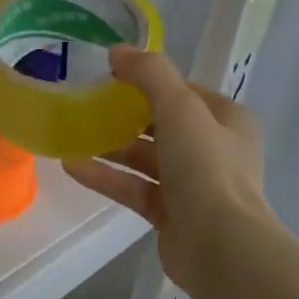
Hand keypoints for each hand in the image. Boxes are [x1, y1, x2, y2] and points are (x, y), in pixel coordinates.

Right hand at [62, 47, 268, 290]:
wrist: (222, 248)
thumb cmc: (207, 167)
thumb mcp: (180, 108)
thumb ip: (150, 74)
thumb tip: (117, 51)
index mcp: (227, 119)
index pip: (183, 91)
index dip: (149, 80)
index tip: (110, 75)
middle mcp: (213, 149)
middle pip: (162, 124)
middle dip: (125, 114)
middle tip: (85, 102)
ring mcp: (192, 184)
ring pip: (146, 157)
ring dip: (111, 146)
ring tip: (71, 132)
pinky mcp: (171, 213)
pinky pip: (134, 187)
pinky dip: (107, 176)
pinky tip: (72, 166)